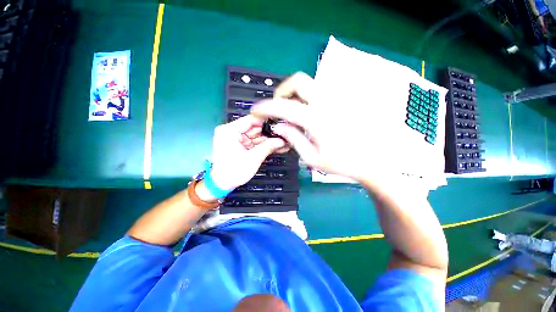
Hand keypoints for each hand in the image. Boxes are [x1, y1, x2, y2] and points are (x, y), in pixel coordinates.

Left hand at [209, 115, 286, 192]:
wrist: (222, 185)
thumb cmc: (234, 172)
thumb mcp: (253, 158)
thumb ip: (268, 147)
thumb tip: (282, 140)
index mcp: (229, 131)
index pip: (251, 119)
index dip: (266, 121)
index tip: (280, 123)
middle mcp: (231, 131)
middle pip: (254, 127)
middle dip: (269, 132)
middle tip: (284, 134)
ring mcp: (236, 138)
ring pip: (256, 135)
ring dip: (268, 139)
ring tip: (283, 141)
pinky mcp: (240, 145)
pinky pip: (254, 142)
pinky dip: (263, 145)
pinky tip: (276, 146)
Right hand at [251, 72, 381, 183]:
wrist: (372, 160)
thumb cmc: (342, 163)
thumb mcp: (312, 157)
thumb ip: (293, 138)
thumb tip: (278, 125)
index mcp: (316, 119)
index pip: (283, 106)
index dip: (265, 107)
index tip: (255, 111)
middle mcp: (326, 102)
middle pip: (297, 81)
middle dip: (281, 92)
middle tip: (279, 108)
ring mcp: (337, 98)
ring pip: (309, 84)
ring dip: (294, 94)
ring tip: (291, 112)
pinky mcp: (342, 100)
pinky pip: (319, 91)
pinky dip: (306, 97)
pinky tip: (307, 113)